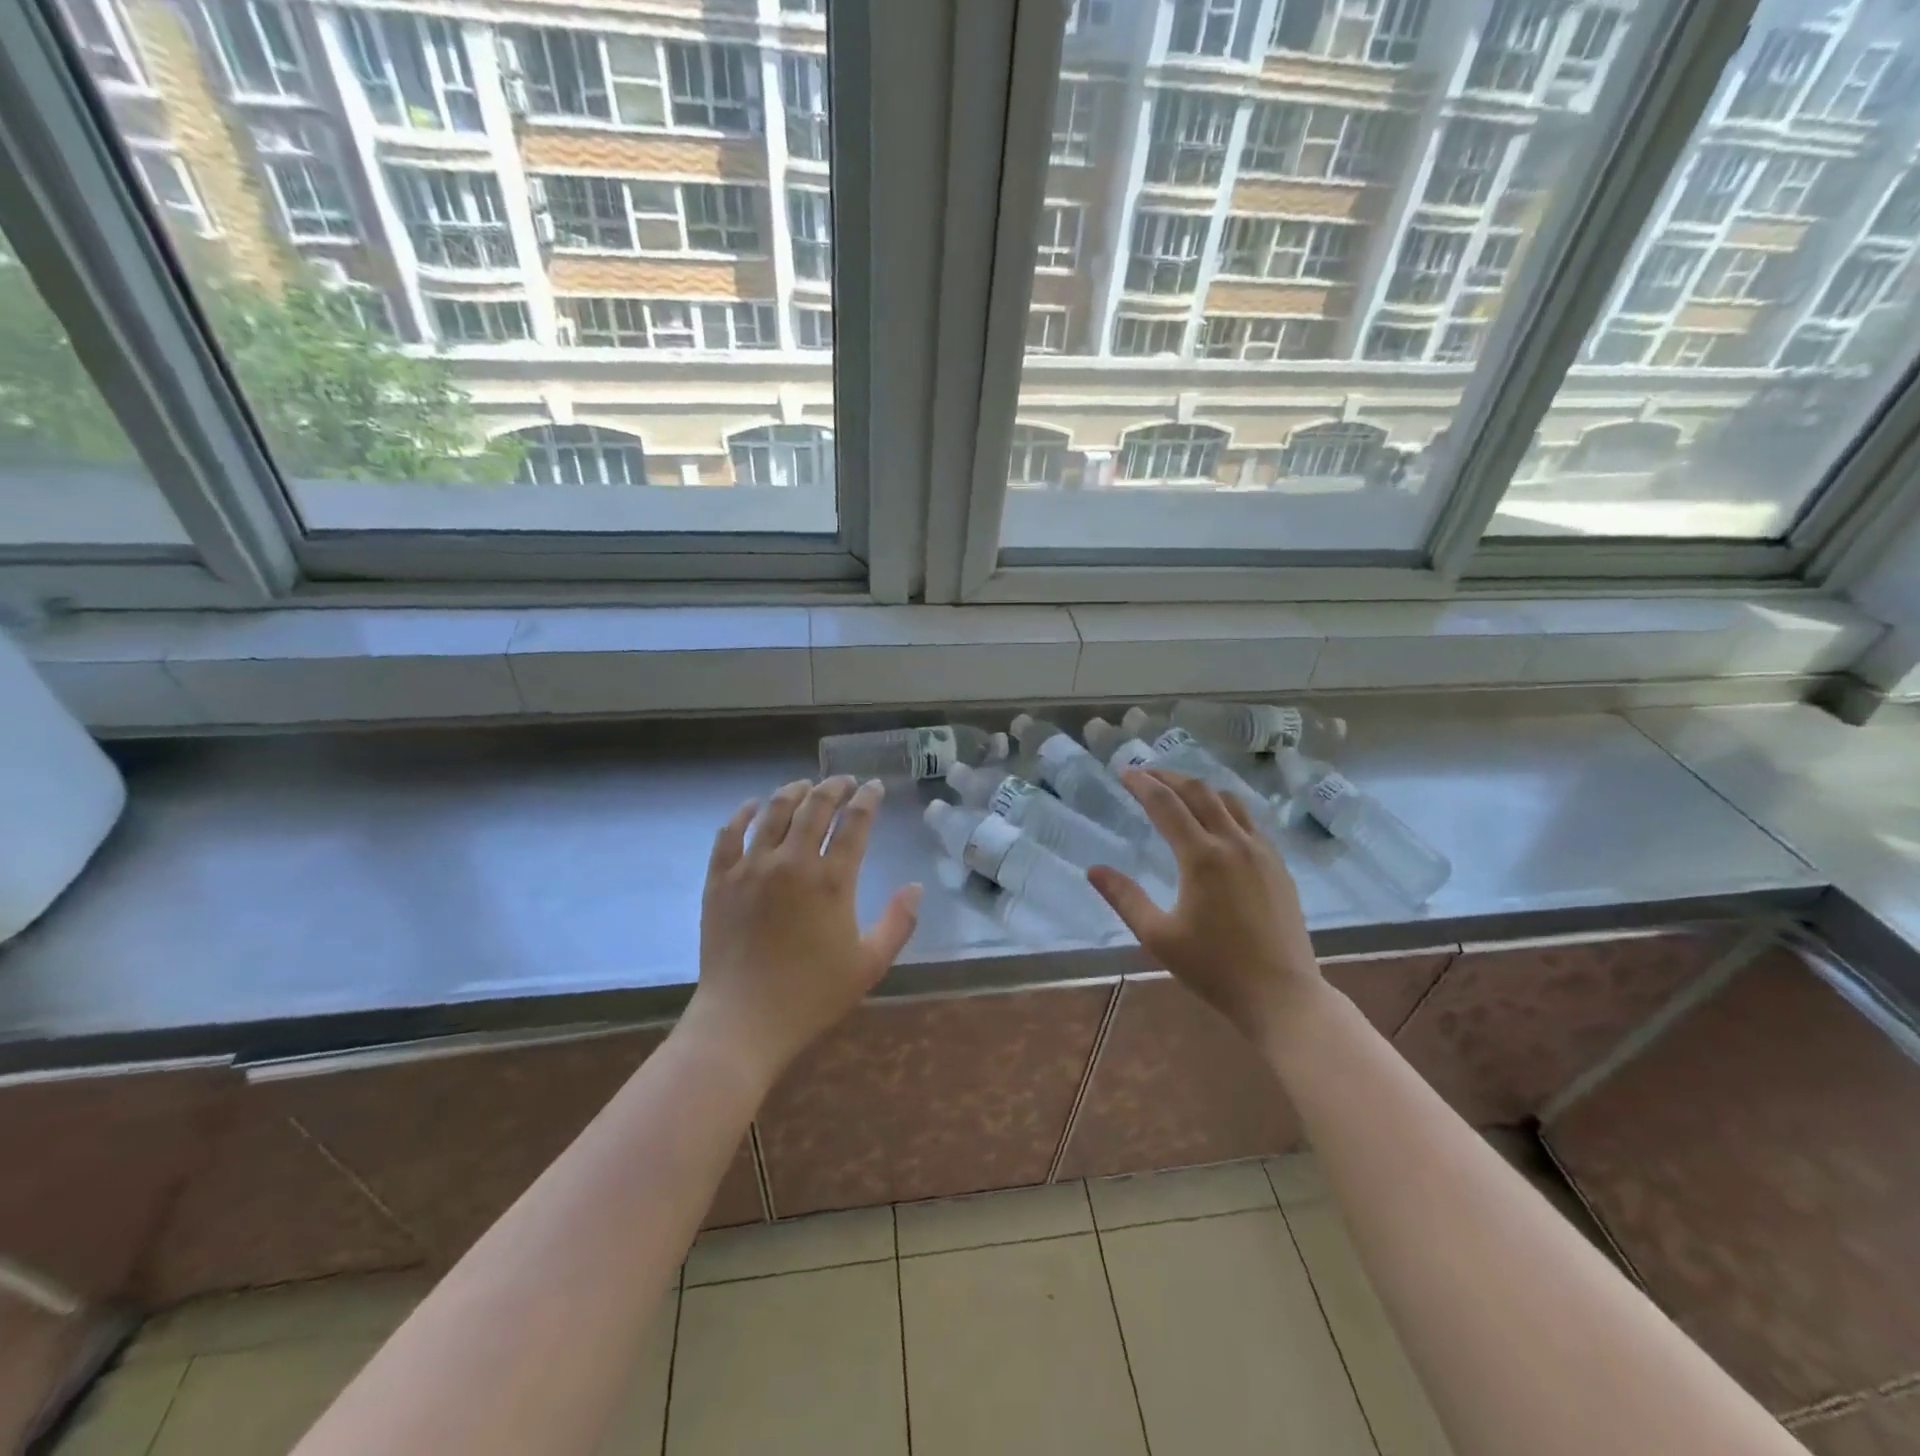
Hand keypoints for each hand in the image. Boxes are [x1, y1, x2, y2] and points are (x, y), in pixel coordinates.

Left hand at [687, 776, 921, 1086]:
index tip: (874, 787)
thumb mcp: (869, 964)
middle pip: (815, 807)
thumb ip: (899, 922)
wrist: (743, 1021)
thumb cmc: (812, 995)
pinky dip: (742, 814)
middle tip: (844, 781)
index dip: (867, 800)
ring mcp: (751, 868)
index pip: (855, 823)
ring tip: (804, 785)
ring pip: (773, 812)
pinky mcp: (719, 880)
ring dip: (793, 792)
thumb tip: (917, 887)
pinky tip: (752, 806)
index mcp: (832, 881)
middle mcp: (791, 862)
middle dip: (834, 788)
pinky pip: (728, 834)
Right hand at [1087, 768, 1324, 1045]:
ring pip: (1228, 801)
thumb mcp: (1159, 936)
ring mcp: (1262, 852)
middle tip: (1145, 773)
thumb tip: (1094, 870)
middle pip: (1198, 792)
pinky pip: (1249, 821)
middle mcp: (1233, 843)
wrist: (1282, 995)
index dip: (1142, 784)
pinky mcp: (1278, 865)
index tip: (1124, 772)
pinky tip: (1216, 822)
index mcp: (1201, 857)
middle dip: (1169, 776)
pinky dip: (1224, 808)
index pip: (1165, 804)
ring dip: (1198, 788)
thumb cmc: (1214, 968)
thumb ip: (1125, 898)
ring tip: (1177, 790)